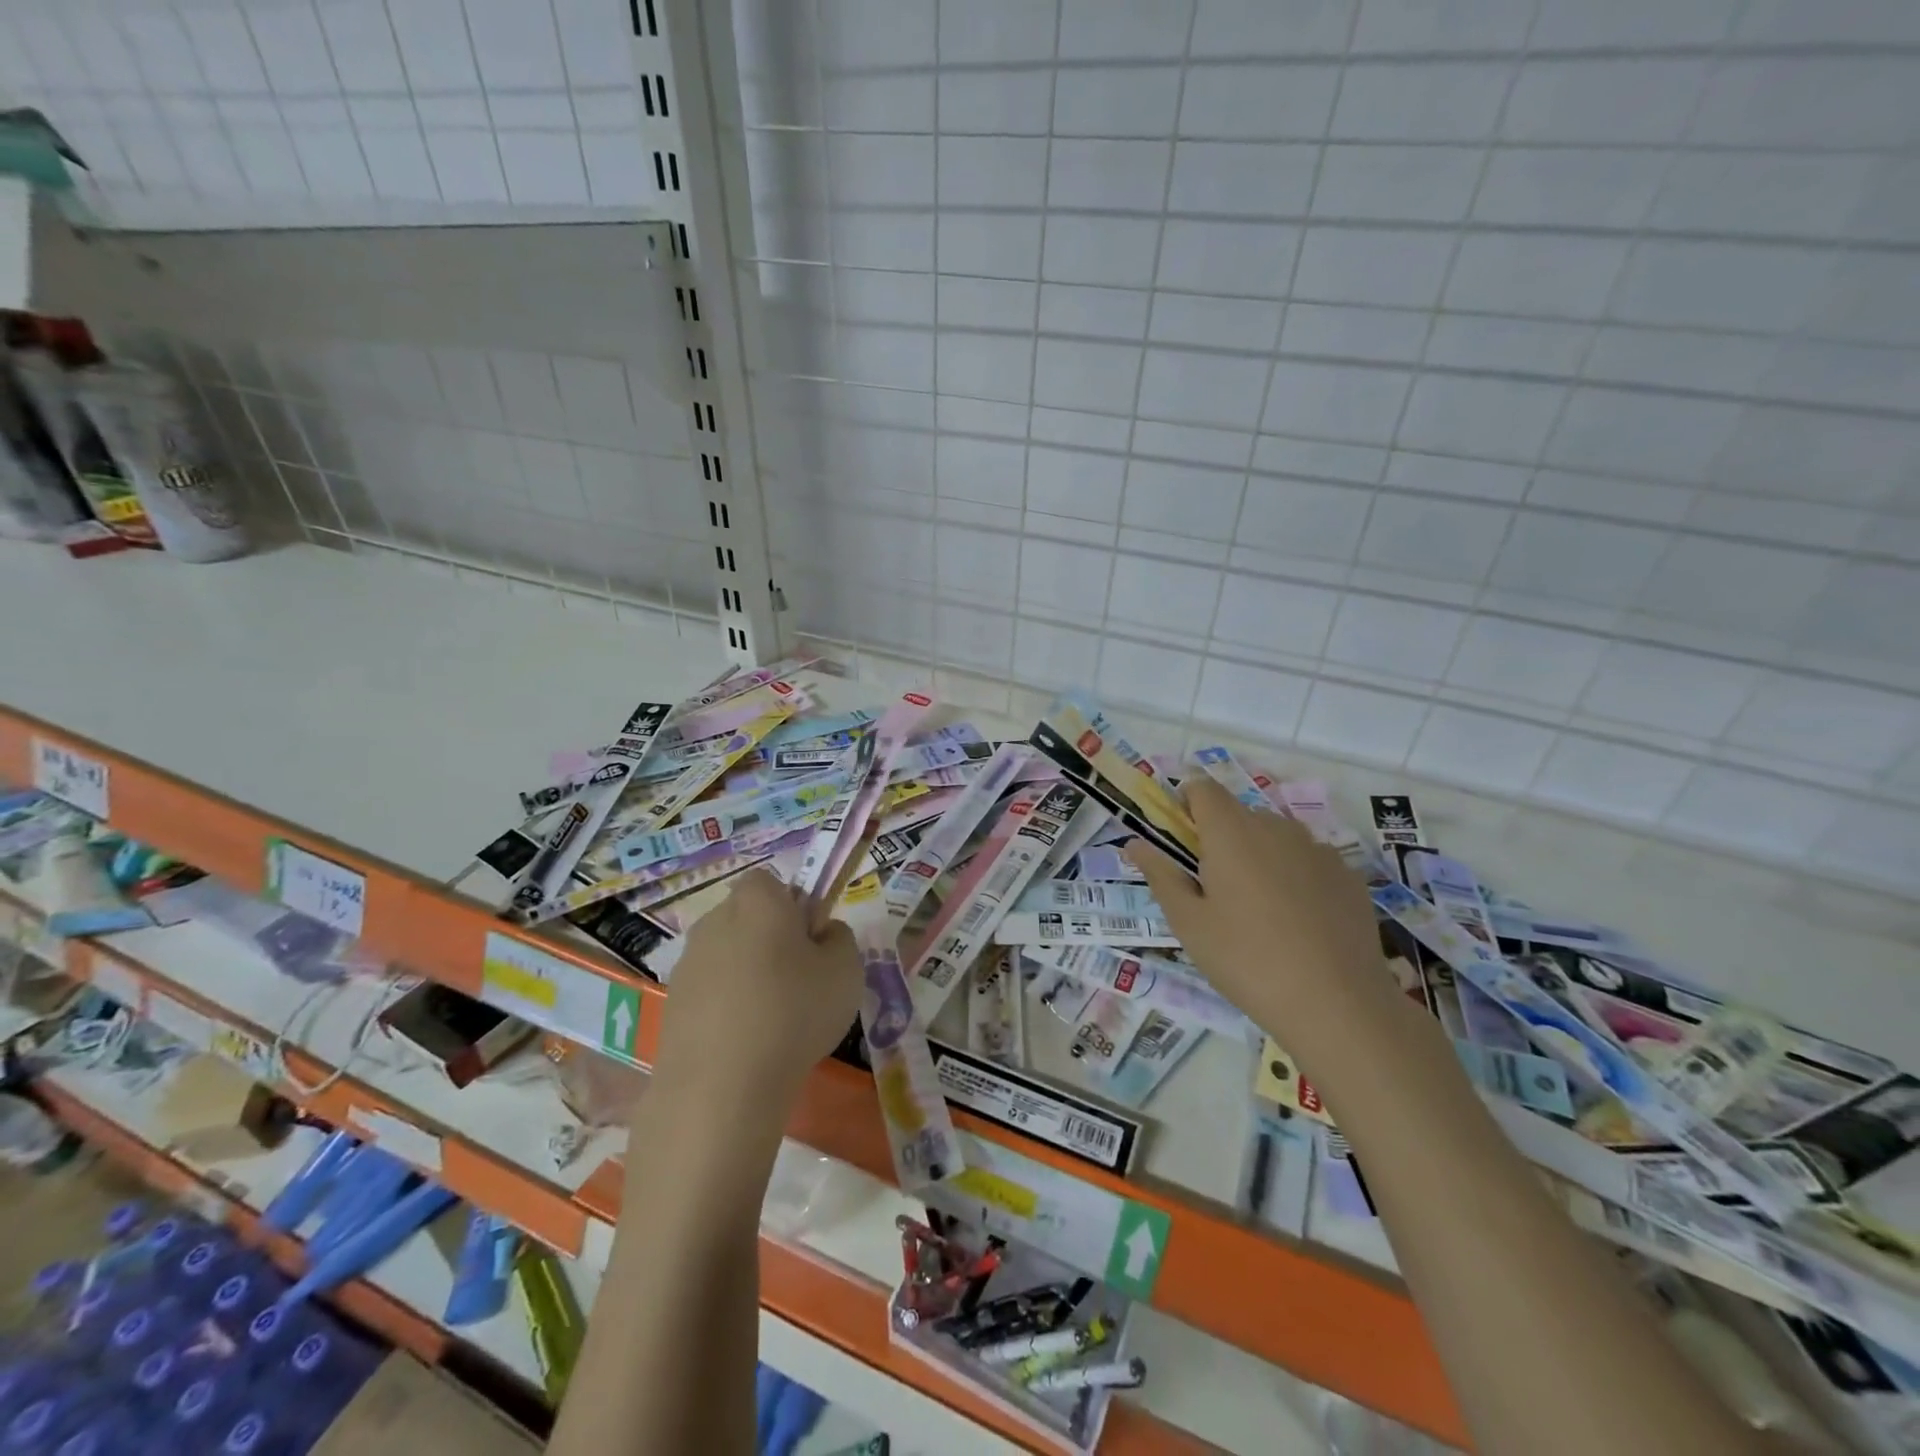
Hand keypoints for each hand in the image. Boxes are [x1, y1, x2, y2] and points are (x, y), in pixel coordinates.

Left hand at [650, 869, 862, 1111]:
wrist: (721, 1088)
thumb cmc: (794, 1012)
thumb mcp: (847, 969)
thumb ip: (839, 938)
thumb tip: (821, 934)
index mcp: (757, 900)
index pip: (772, 882)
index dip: (794, 906)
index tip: (811, 942)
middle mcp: (715, 920)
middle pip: (748, 918)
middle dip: (770, 940)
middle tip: (799, 981)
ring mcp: (687, 963)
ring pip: (728, 956)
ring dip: (747, 976)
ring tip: (773, 1021)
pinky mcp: (671, 1004)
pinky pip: (710, 993)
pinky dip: (726, 1008)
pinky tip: (745, 1044)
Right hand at [1125, 776, 1385, 1027]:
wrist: (1337, 1005)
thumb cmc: (1246, 960)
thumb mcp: (1189, 923)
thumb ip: (1161, 875)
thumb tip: (1136, 844)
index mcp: (1231, 832)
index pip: (1203, 789)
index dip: (1187, 804)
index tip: (1182, 841)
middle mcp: (1275, 828)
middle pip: (1239, 814)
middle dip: (1221, 838)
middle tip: (1214, 890)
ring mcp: (1318, 850)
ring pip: (1276, 837)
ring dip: (1259, 856)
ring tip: (1259, 910)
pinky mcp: (1348, 876)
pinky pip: (1309, 861)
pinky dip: (1295, 876)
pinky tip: (1299, 922)